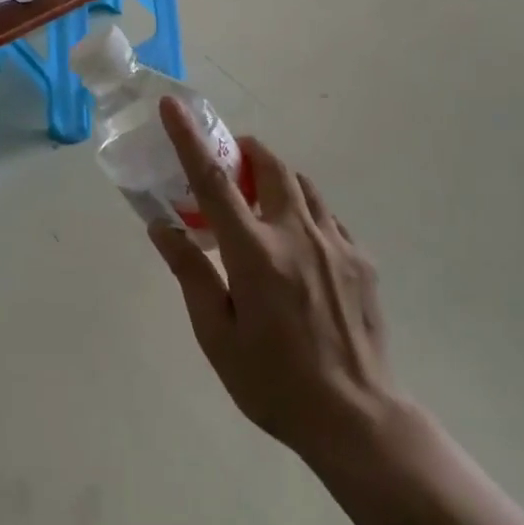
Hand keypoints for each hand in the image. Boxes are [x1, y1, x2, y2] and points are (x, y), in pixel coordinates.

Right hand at [147, 98, 400, 469]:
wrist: (357, 418)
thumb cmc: (273, 382)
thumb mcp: (216, 335)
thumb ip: (190, 272)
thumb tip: (162, 226)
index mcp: (255, 253)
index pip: (214, 181)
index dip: (189, 139)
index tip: (173, 106)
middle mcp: (298, 234)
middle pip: (269, 165)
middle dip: (243, 151)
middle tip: (224, 166)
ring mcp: (336, 243)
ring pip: (301, 184)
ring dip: (273, 178)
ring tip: (256, 204)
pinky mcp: (361, 258)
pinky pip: (326, 214)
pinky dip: (302, 209)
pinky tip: (294, 243)